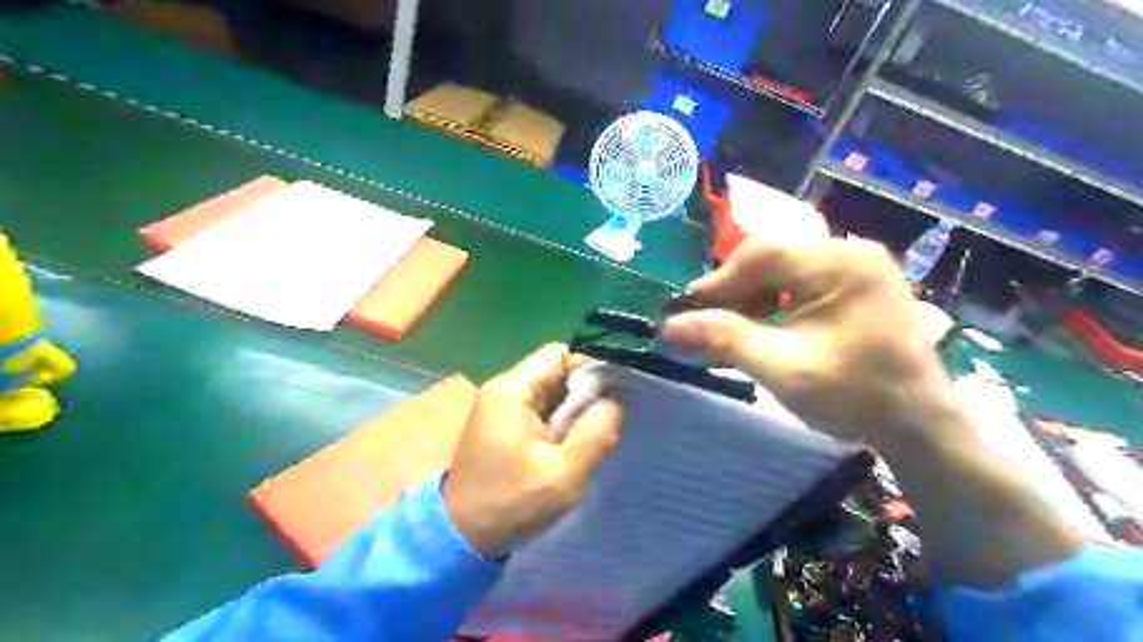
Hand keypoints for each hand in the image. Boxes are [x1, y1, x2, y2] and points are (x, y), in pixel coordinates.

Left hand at [443, 344, 624, 557]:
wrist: (462, 537)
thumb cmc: (511, 504)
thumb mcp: (563, 474)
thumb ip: (595, 433)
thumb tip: (617, 400)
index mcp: (511, 391)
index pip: (559, 354)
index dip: (592, 366)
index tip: (619, 390)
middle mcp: (504, 390)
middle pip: (556, 371)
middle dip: (586, 392)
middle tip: (609, 419)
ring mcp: (503, 407)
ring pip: (552, 391)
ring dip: (575, 410)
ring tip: (595, 434)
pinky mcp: (506, 425)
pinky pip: (542, 409)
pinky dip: (562, 422)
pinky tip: (574, 444)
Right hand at [663, 236, 956, 445]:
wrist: (920, 427)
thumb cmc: (855, 396)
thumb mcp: (782, 368)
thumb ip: (724, 340)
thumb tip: (669, 326)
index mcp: (840, 264)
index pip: (761, 254)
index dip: (718, 281)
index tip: (687, 312)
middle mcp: (851, 254)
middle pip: (772, 261)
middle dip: (735, 293)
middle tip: (708, 326)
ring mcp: (857, 269)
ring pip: (783, 273)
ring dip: (752, 300)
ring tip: (733, 333)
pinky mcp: (857, 288)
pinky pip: (801, 285)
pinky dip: (774, 306)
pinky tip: (764, 331)